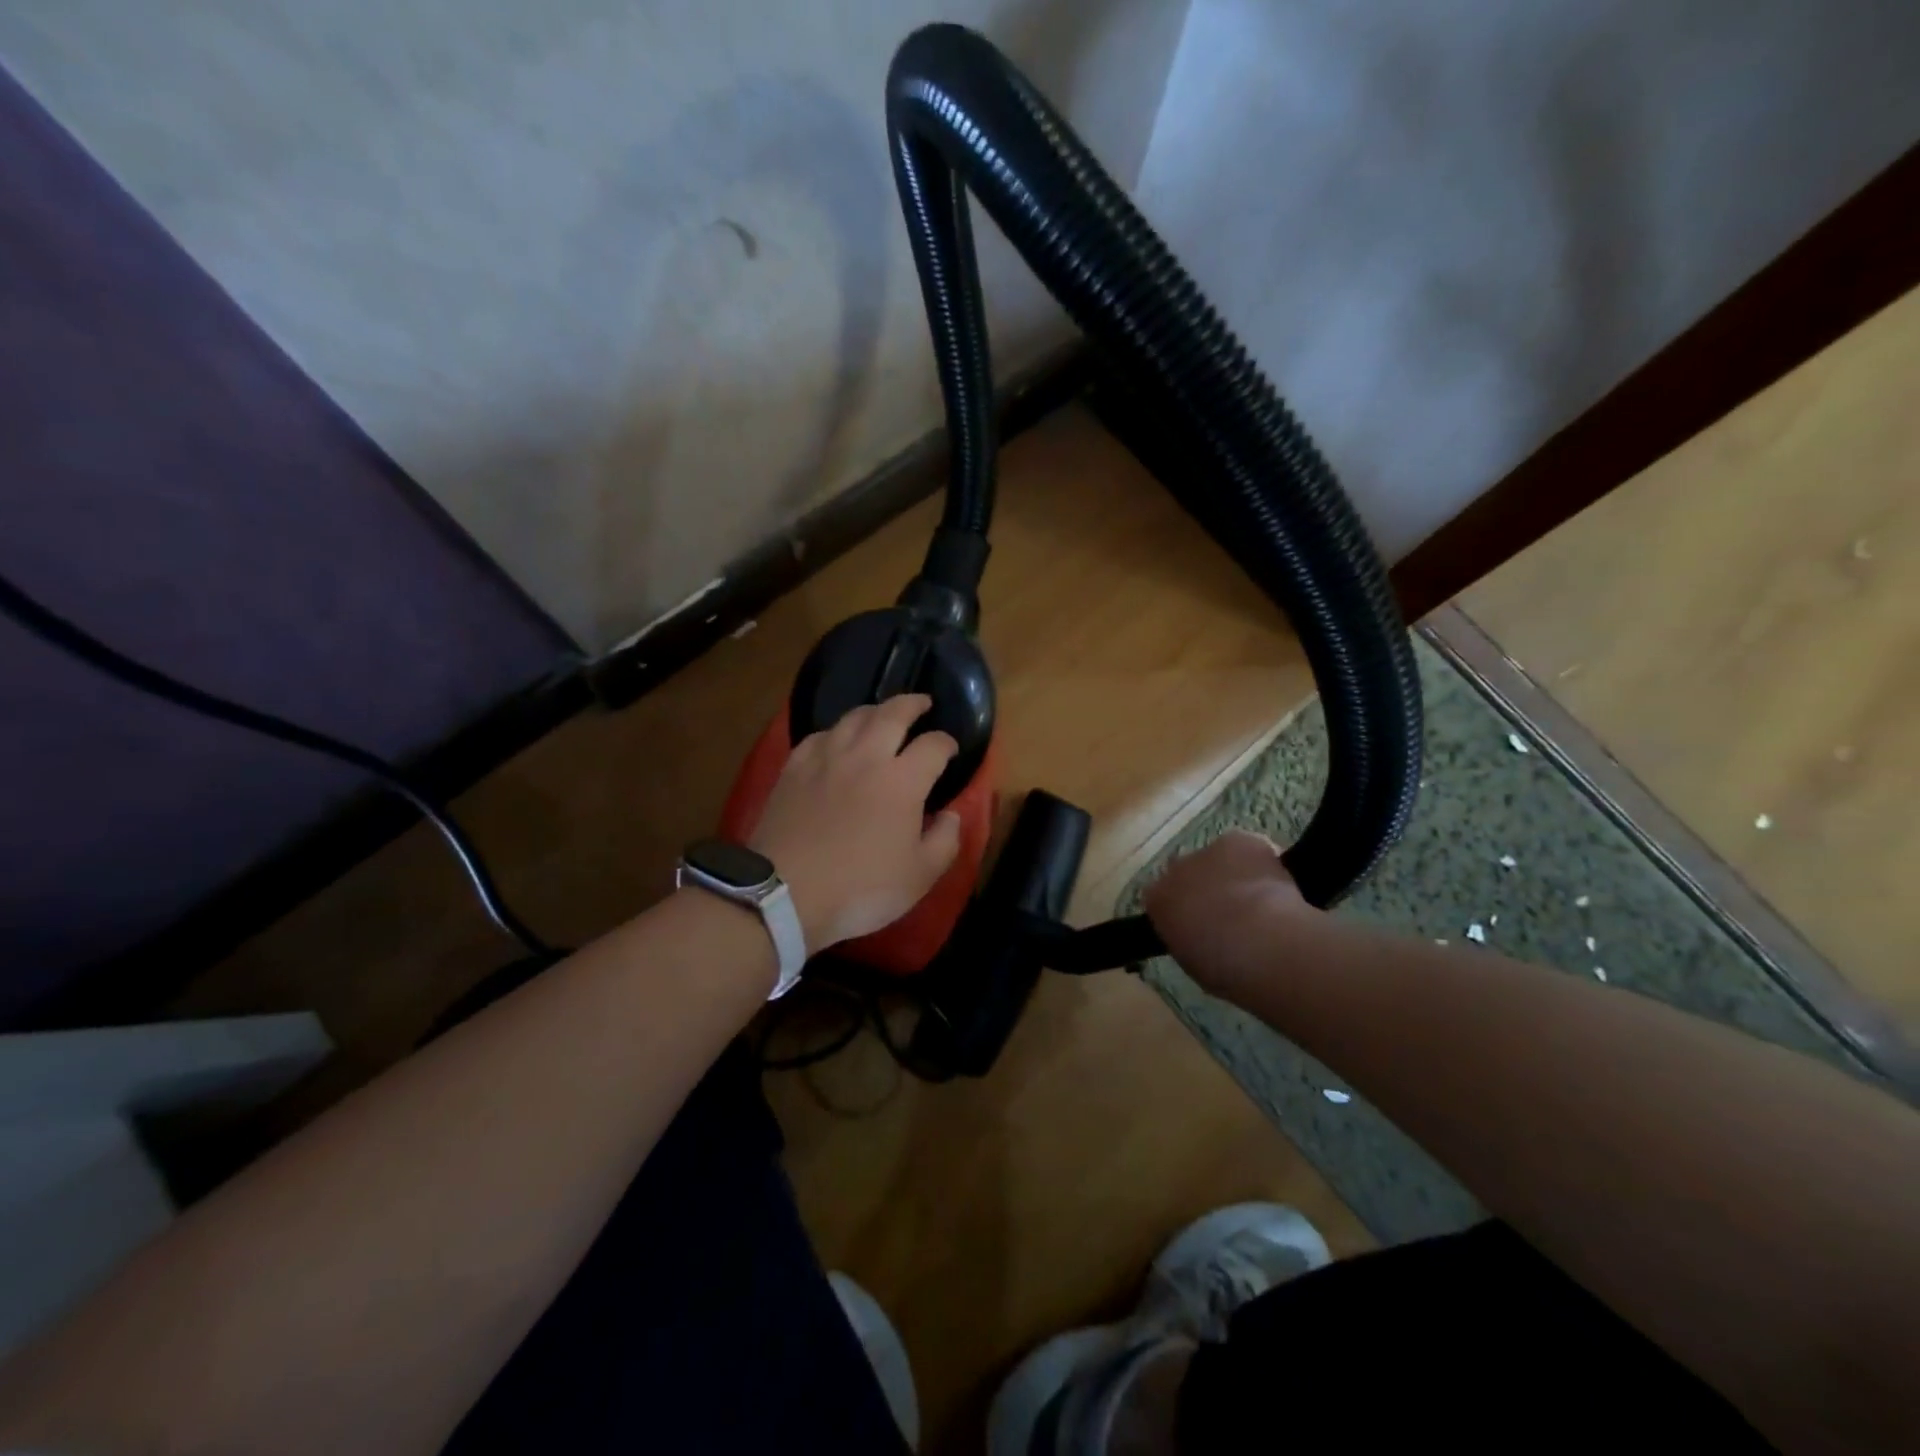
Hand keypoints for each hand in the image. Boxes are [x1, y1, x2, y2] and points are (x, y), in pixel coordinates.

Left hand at [748, 694, 962, 949]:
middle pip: (893, 713)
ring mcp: (826, 758)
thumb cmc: (860, 888)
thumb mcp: (919, 877)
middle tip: (922, 703)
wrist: (784, 894)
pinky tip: (836, 739)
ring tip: (882, 715)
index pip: (934, 745)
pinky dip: (836, 731)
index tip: (951, 749)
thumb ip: (945, 841)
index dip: (947, 743)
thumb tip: (951, 815)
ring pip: (853, 717)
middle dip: (913, 704)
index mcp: (902, 780)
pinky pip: (820, 735)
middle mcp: (866, 756)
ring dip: (874, 711)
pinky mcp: (794, 768)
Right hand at [1142, 830, 1320, 1001]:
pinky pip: (1247, 848)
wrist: (1260, 941)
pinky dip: (1259, 861)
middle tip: (1229, 913)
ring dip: (1232, 873)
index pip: (1161, 898)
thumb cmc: (1223, 966)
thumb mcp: (1194, 963)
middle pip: (1187, 872)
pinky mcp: (1239, 840)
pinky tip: (1277, 884)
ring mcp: (1208, 850)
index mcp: (1157, 900)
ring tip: (1259, 901)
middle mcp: (1175, 869)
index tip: (1199, 925)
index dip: (1182, 910)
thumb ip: (1189, 940)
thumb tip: (1201, 937)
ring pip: (1218, 859)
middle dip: (1204, 887)